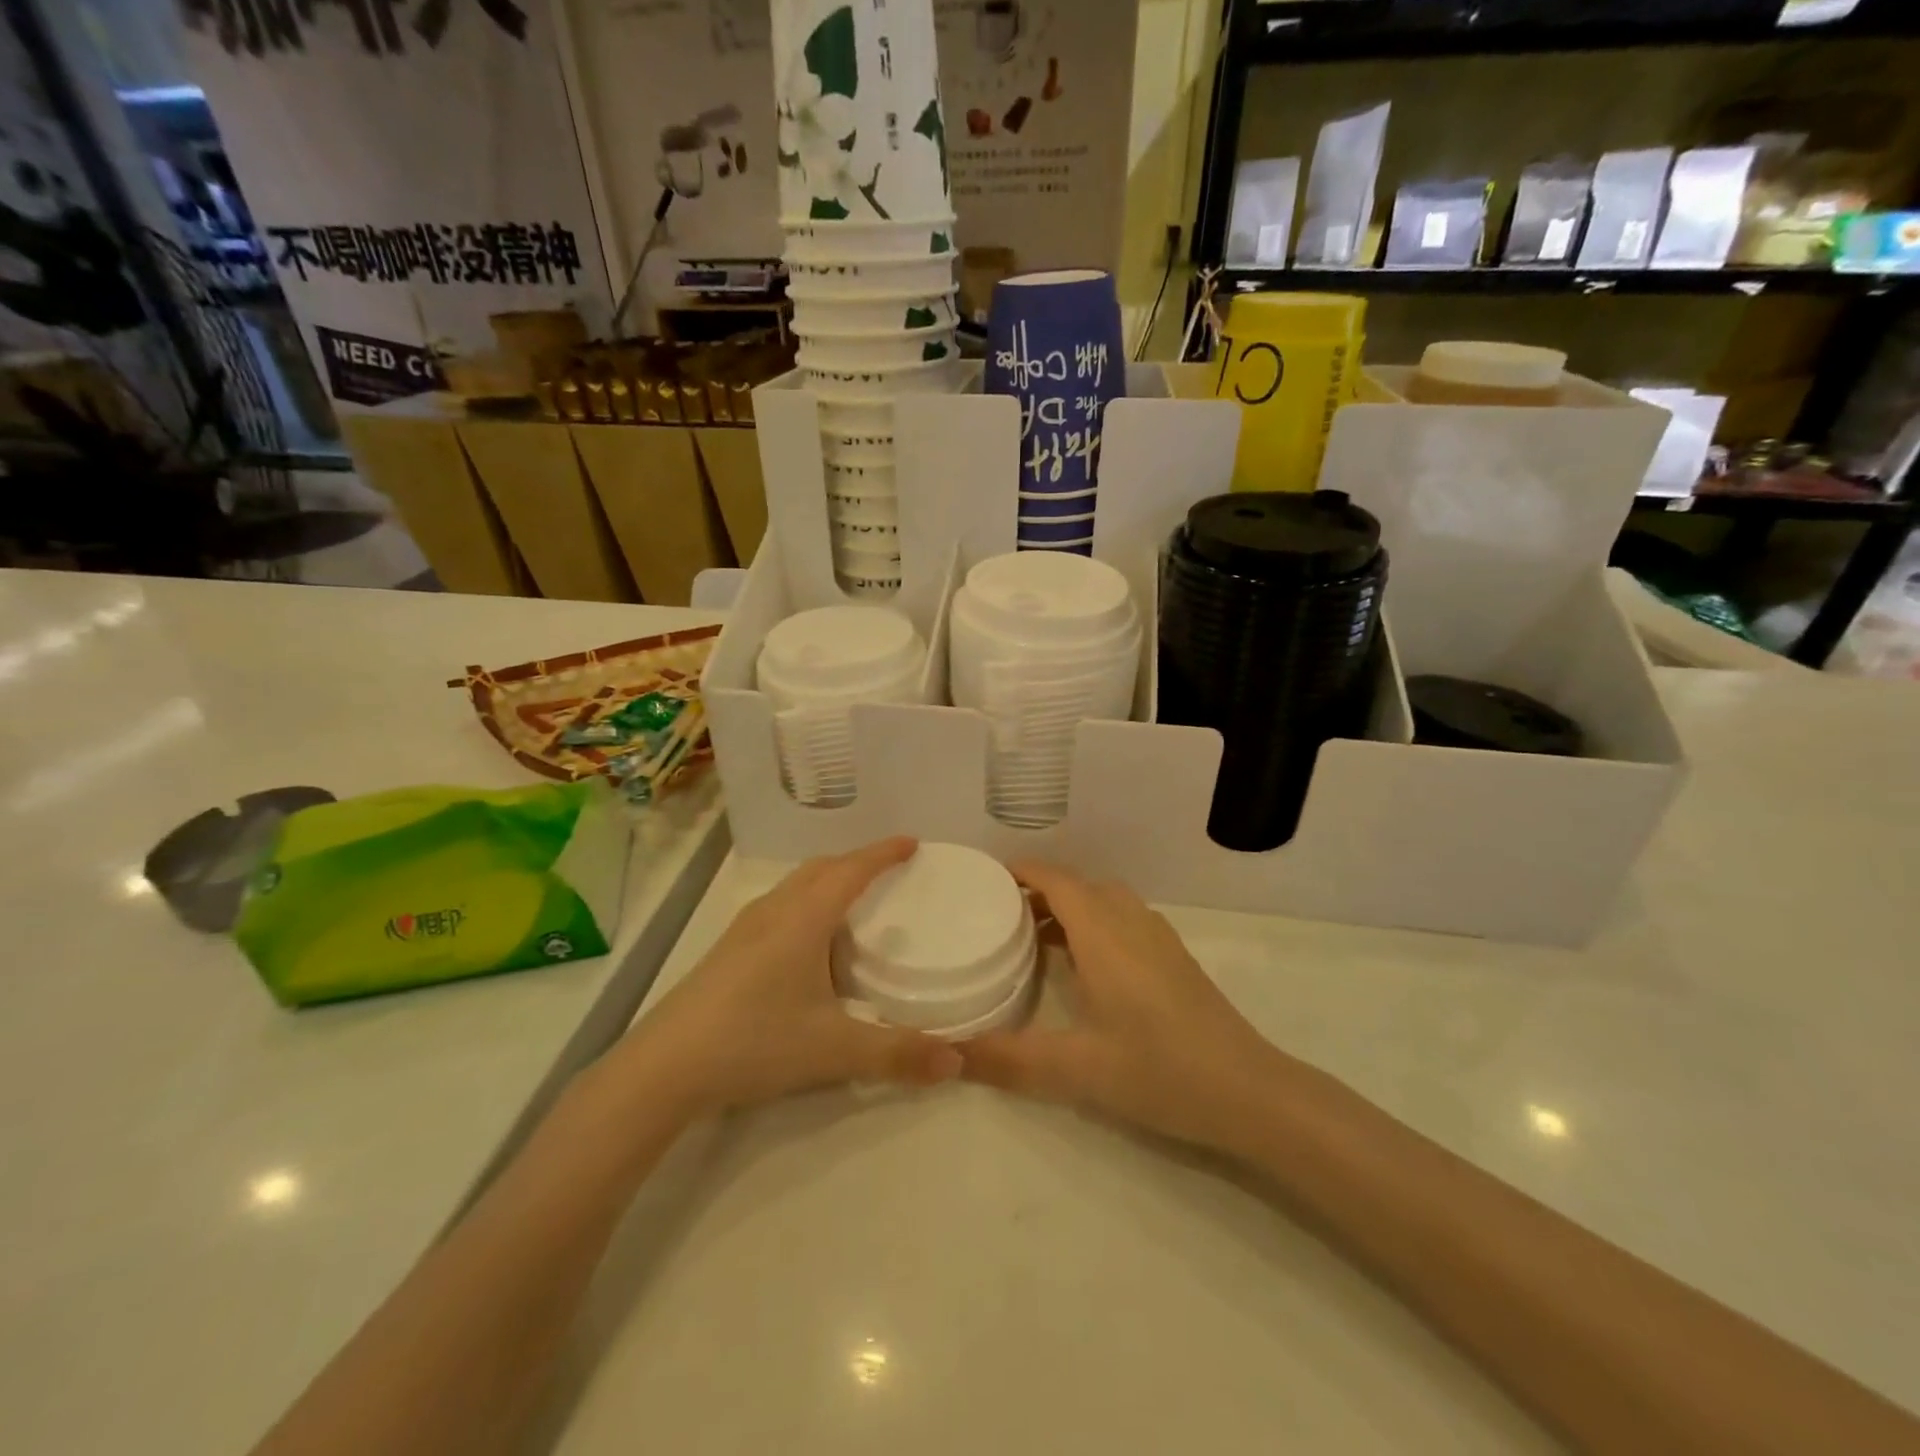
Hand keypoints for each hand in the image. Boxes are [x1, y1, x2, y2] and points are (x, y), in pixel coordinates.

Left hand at [614, 838, 962, 1120]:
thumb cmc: (754, 1042)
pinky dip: (806, 902)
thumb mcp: (834, 1050)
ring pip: (795, 886)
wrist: (664, 1068)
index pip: (852, 870)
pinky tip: (808, 942)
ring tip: (854, 900)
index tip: (912, 843)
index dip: (883, 853)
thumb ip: (897, 1054)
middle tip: (889, 871)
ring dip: (828, 880)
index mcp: (804, 919)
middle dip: (857, 861)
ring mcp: (745, 929)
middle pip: (821, 869)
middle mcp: (774, 911)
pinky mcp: (728, 950)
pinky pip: (779, 906)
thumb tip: (957, 1062)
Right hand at [960, 861, 1287, 1152]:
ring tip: (1036, 937)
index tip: (987, 879)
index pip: (1058, 880)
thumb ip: (1010, 1060)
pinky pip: (1125, 919)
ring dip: (1070, 906)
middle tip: (1001, 914)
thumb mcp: (1077, 1070)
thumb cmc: (1160, 1070)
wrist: (1249, 1091)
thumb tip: (951, 1054)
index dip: (1023, 871)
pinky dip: (1095, 923)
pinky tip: (1087, 966)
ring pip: (1106, 901)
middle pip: (1080, 885)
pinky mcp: (1175, 958)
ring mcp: (1159, 938)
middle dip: (1040, 891)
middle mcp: (1131, 923)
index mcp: (1104, 934)